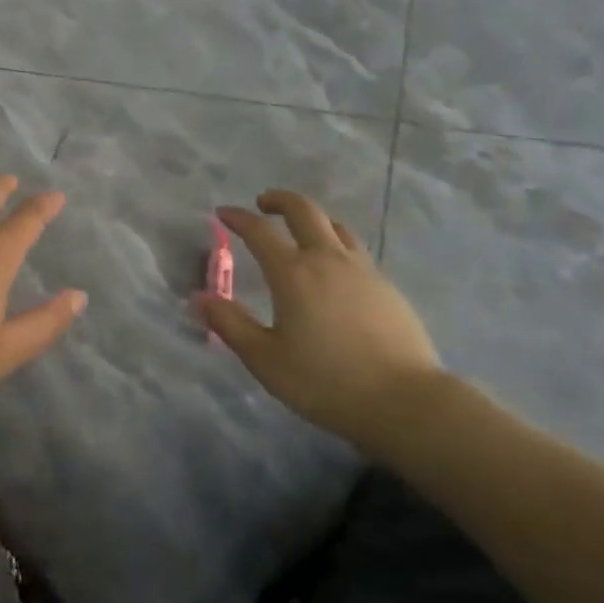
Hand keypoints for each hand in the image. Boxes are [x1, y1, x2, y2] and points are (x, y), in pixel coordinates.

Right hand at [196, 190, 443, 443]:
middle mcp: (327, 260)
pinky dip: (336, 244)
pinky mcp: (387, 287)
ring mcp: (363, 270)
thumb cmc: (325, 382)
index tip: (223, 213)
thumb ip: (230, 324)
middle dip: (280, 201)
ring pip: (336, 227)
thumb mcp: (266, 359)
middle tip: (263, 204)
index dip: (238, 218)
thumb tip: (199, 297)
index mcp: (293, 273)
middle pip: (304, 211)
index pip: (259, 231)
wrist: (404, 401)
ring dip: (312, 219)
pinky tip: (334, 270)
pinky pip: (355, 251)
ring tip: (300, 231)